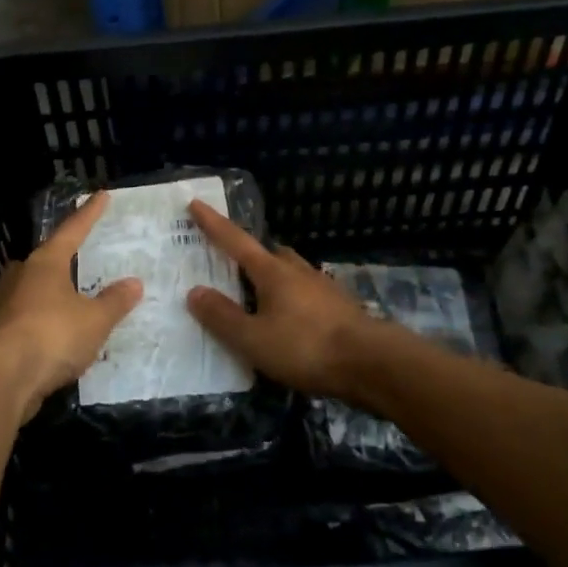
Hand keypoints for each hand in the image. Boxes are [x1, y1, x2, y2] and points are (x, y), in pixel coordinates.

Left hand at [0, 191, 142, 421]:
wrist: (3, 378)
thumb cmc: (52, 335)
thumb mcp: (95, 319)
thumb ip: (114, 301)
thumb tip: (134, 283)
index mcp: (45, 263)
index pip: (72, 231)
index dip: (89, 214)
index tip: (102, 195)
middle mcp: (22, 277)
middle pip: (44, 259)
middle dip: (60, 256)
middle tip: (78, 255)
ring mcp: (6, 306)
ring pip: (32, 289)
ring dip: (51, 292)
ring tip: (71, 296)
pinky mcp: (0, 335)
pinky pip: (29, 318)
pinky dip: (45, 321)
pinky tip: (57, 333)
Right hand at [184, 200, 395, 406]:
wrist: (373, 364)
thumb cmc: (306, 348)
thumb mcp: (254, 339)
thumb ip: (222, 317)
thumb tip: (194, 291)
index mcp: (272, 273)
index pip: (235, 241)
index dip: (213, 224)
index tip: (196, 203)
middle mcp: (298, 272)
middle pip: (269, 253)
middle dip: (249, 254)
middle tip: (232, 263)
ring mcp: (323, 288)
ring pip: (291, 273)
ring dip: (273, 278)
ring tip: (259, 296)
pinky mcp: (340, 309)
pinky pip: (307, 295)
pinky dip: (292, 300)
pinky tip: (291, 320)